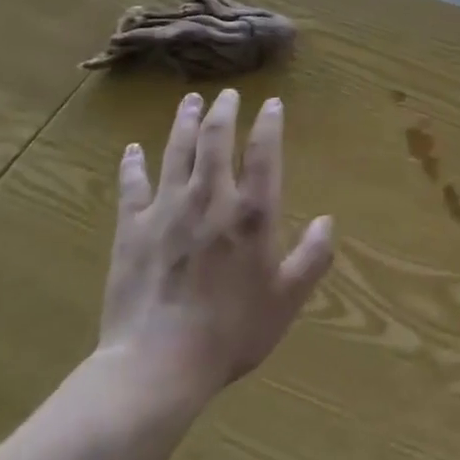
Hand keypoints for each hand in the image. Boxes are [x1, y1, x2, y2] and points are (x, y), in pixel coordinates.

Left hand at [95, 89, 333, 406]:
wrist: (157, 365)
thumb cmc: (230, 333)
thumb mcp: (286, 300)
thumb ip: (312, 257)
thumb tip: (328, 221)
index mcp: (252, 214)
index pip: (264, 154)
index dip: (269, 124)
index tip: (272, 103)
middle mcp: (211, 198)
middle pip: (216, 141)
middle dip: (223, 112)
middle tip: (227, 94)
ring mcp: (167, 209)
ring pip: (177, 152)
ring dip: (184, 123)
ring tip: (190, 101)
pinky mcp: (132, 228)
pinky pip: (132, 186)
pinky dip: (132, 165)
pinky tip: (132, 150)